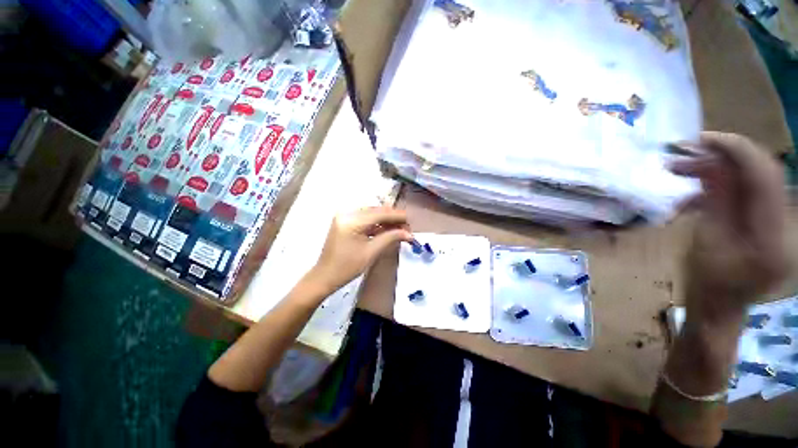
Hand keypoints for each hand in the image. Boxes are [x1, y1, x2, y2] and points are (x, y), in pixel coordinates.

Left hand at [309, 207, 412, 293]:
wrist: (325, 276)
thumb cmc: (347, 267)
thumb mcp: (371, 252)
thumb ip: (391, 238)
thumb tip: (409, 234)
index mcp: (352, 220)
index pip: (380, 213)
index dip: (397, 216)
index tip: (411, 220)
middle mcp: (347, 214)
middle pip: (376, 211)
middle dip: (393, 218)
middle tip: (407, 228)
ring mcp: (345, 217)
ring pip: (372, 215)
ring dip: (386, 221)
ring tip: (400, 229)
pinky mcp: (345, 223)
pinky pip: (365, 220)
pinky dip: (377, 224)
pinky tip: (388, 230)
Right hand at [669, 132, 788, 322]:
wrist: (719, 306)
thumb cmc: (706, 283)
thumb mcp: (705, 241)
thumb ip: (714, 200)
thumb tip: (709, 162)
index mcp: (771, 236)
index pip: (764, 176)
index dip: (736, 150)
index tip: (701, 138)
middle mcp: (786, 225)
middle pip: (761, 173)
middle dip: (722, 157)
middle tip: (683, 152)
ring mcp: (781, 223)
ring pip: (753, 179)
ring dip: (717, 170)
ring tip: (679, 169)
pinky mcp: (770, 222)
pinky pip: (747, 192)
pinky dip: (720, 186)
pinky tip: (693, 194)